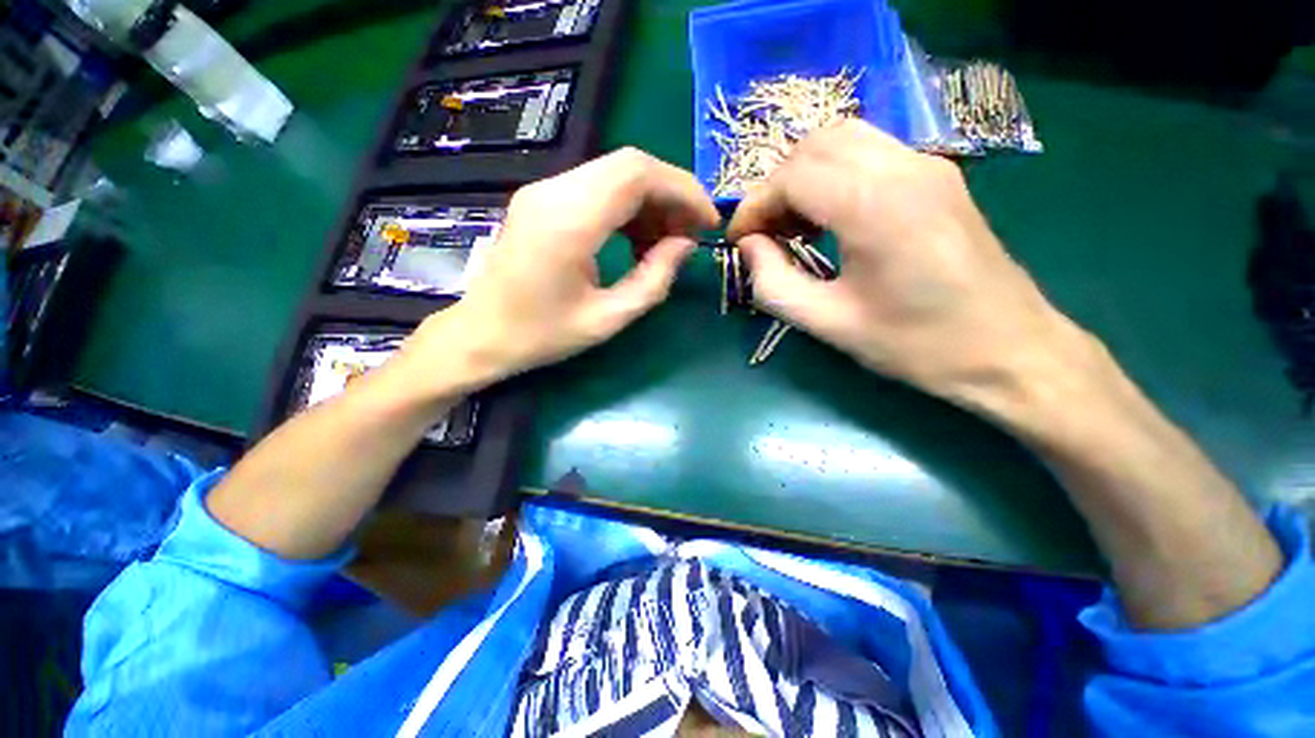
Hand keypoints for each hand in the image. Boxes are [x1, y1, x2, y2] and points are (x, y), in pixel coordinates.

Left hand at [404, 148, 719, 392]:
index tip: (708, 222)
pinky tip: (636, 240)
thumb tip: (685, 245)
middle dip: (671, 195)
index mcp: (569, 222)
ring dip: (650, 202)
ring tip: (665, 244)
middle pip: (630, 165)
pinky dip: (627, 208)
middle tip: (689, 235)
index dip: (683, 191)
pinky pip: (597, 188)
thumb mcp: (608, 319)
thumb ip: (654, 280)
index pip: (638, 174)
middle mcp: (553, 191)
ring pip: (615, 173)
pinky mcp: (542, 200)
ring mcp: (543, 191)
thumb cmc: (542, 335)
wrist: (479, 335)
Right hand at [728, 120, 1095, 417]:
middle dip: (776, 187)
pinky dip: (833, 174)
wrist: (1009, 349)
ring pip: (842, 139)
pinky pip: (870, 152)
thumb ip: (773, 284)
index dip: (754, 207)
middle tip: (765, 233)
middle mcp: (904, 166)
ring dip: (803, 175)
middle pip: (814, 145)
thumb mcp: (828, 323)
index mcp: (875, 205)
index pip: (791, 177)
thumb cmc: (916, 343)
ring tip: (793, 225)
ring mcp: (927, 164)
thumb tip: (749, 248)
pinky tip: (829, 217)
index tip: (739, 242)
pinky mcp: (938, 175)